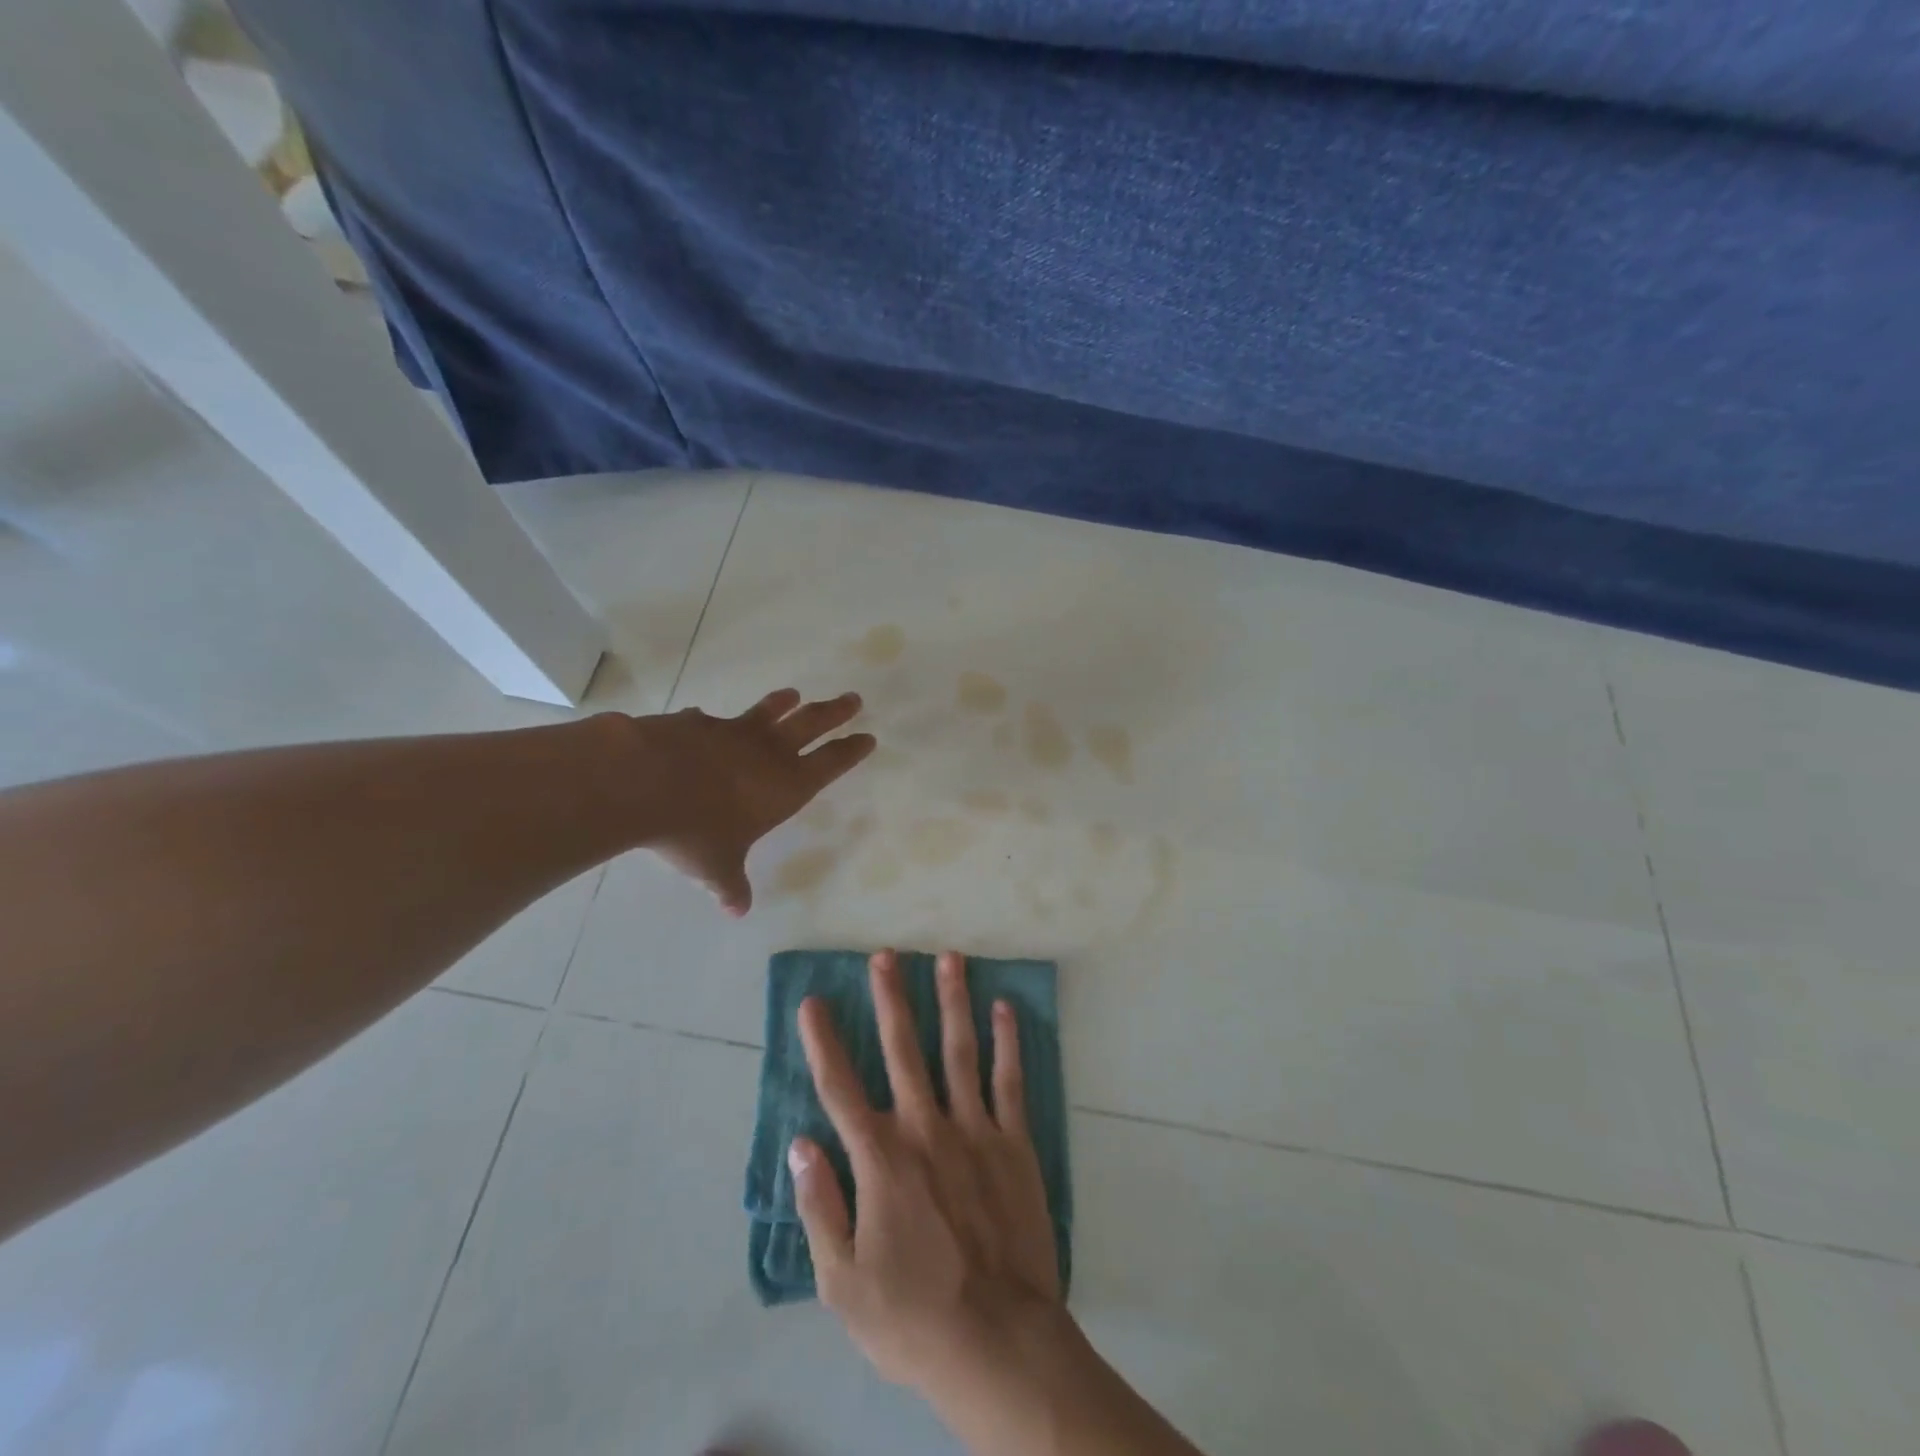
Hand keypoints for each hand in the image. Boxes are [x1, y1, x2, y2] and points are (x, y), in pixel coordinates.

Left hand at [627, 689, 873, 914]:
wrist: (644, 781)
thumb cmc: (695, 830)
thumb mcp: (716, 867)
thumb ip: (730, 886)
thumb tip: (736, 911)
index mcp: (785, 786)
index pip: (830, 764)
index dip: (850, 752)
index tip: (867, 737)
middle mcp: (767, 753)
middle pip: (811, 725)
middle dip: (834, 713)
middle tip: (853, 699)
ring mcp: (732, 732)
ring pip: (767, 713)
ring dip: (782, 704)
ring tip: (793, 694)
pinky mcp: (697, 723)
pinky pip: (709, 720)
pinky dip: (710, 721)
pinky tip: (702, 717)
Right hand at [790, 949, 1062, 1392]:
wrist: (998, 1342)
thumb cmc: (912, 1318)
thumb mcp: (842, 1282)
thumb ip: (820, 1206)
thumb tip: (801, 1144)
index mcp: (880, 1159)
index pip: (840, 1087)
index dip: (823, 1042)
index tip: (813, 1002)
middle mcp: (925, 1128)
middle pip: (903, 1050)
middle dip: (891, 999)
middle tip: (886, 954)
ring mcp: (974, 1130)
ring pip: (959, 1050)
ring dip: (952, 1001)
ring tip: (949, 957)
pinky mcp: (1014, 1143)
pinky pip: (1009, 1081)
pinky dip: (1007, 1042)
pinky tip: (1004, 1008)